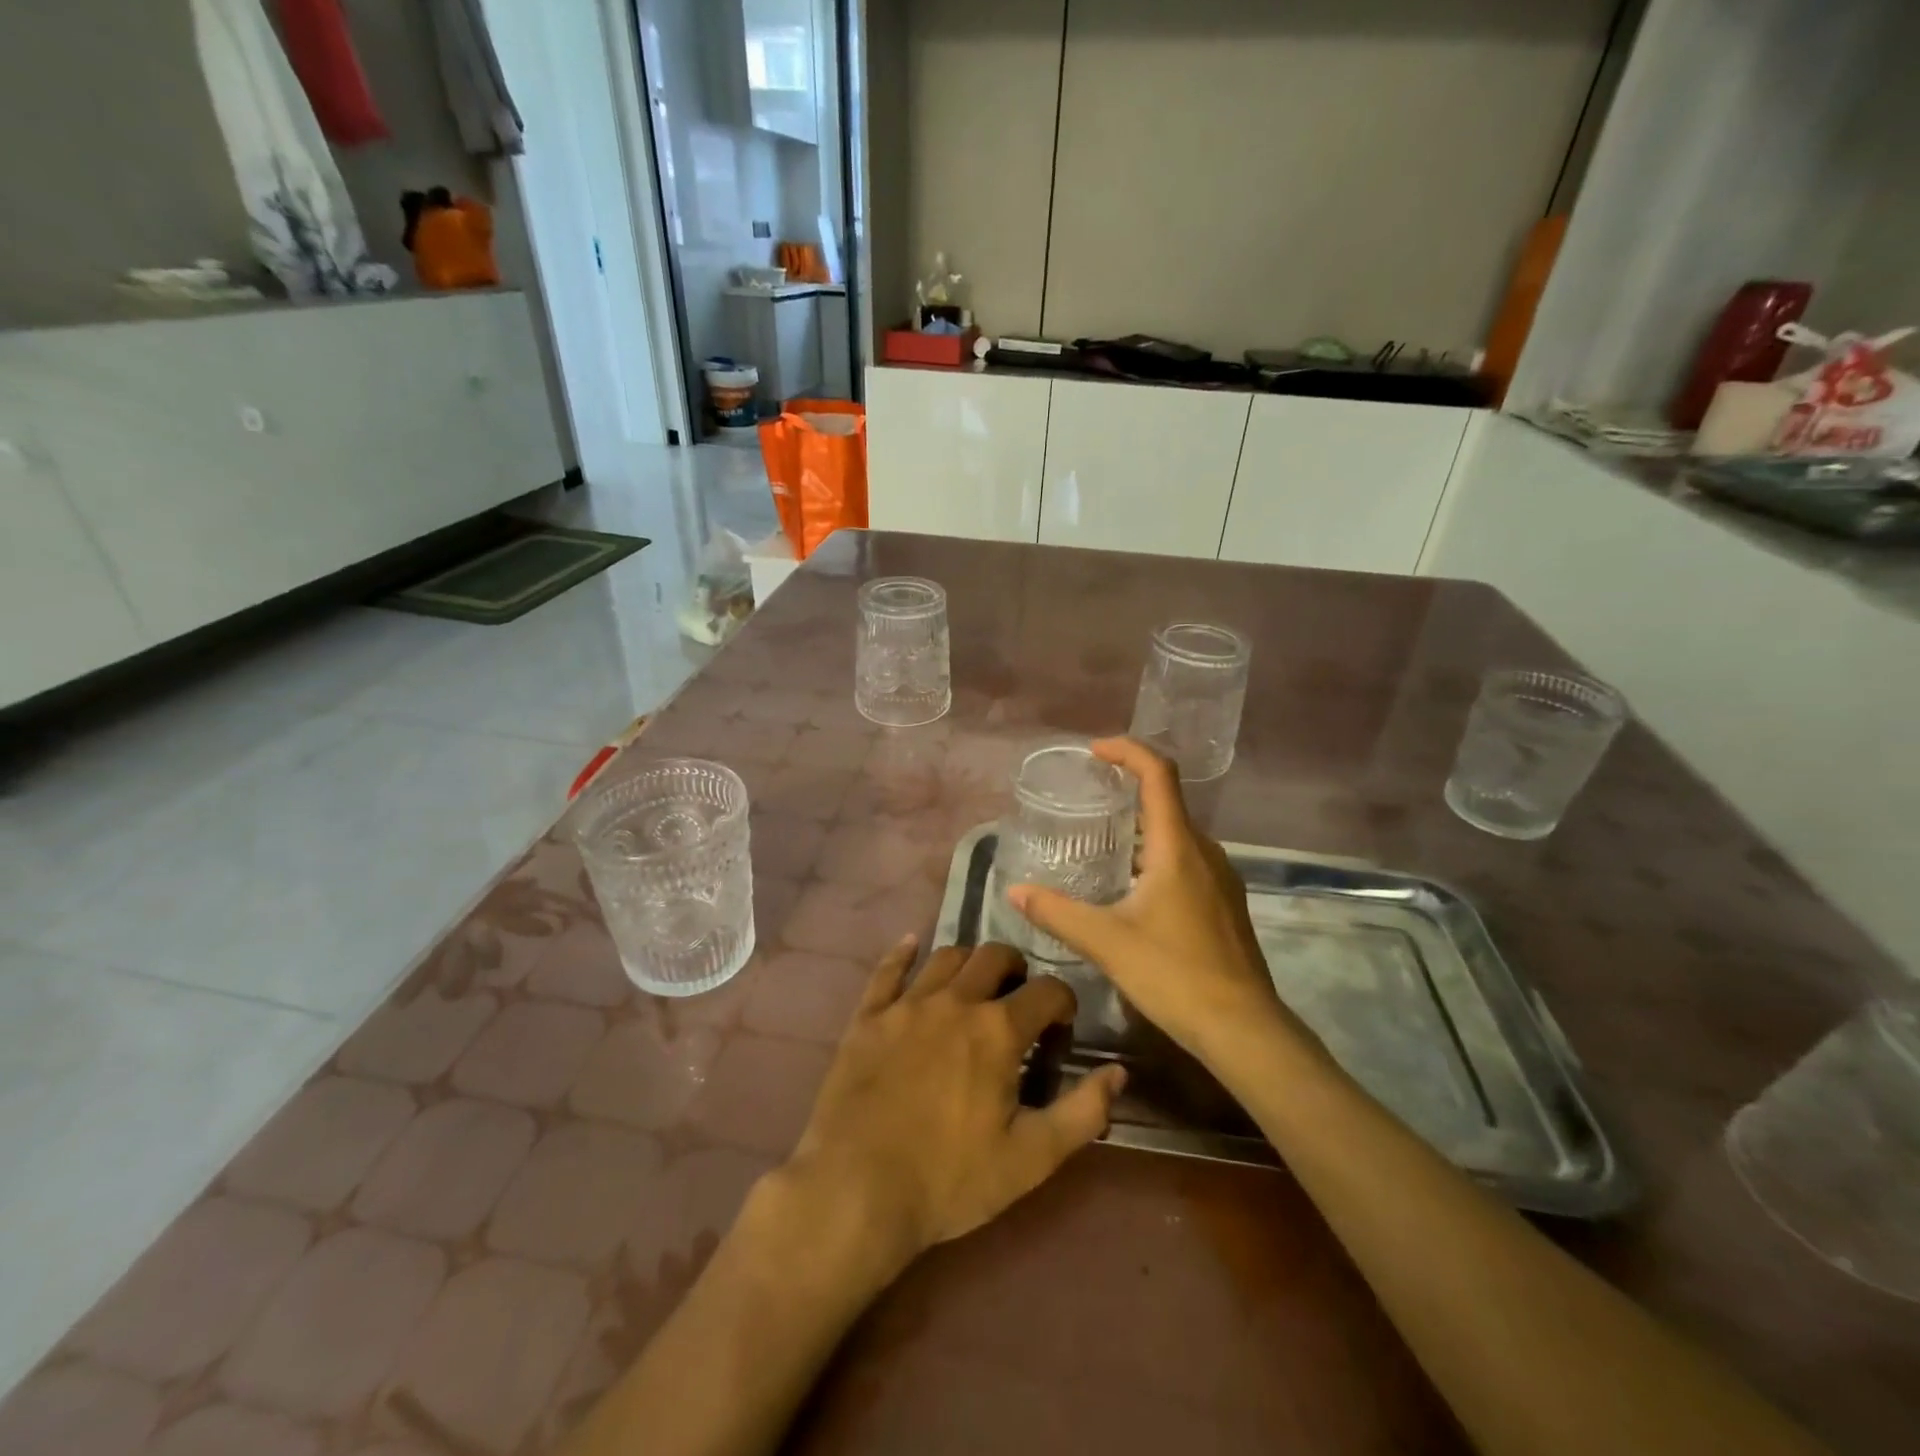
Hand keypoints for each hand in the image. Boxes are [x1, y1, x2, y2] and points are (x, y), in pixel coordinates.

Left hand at [780, 937, 1125, 1280]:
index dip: (1063, 1002)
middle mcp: (955, 1001)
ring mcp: (906, 1004)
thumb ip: (1082, 1113)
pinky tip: (910, 945)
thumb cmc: (949, 1180)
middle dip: (1016, 969)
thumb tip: (1119, 1072)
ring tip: (975, 982)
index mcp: (997, 1031)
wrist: (855, 1190)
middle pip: (994, 956)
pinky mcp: (867, 1017)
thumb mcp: (1030, 1159)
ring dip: (968, 961)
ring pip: (946, 957)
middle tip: (1018, 996)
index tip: (1062, 1025)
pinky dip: (902, 954)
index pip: (1046, 991)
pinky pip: (887, 970)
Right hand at [1008, 738, 1320, 1067]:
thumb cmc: (1175, 975)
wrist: (1244, 1029)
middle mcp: (1204, 852)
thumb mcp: (1107, 942)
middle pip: (1167, 800)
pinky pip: (1186, 859)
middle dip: (1128, 788)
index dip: (1127, 751)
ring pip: (1177, 834)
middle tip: (1088, 797)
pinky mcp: (1224, 903)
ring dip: (1141, 825)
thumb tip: (1015, 892)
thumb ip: (1057, 913)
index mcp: (1178, 847)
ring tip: (1102, 840)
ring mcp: (1220, 878)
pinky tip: (1131, 886)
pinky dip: (1156, 854)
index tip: (1094, 750)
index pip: (1158, 774)